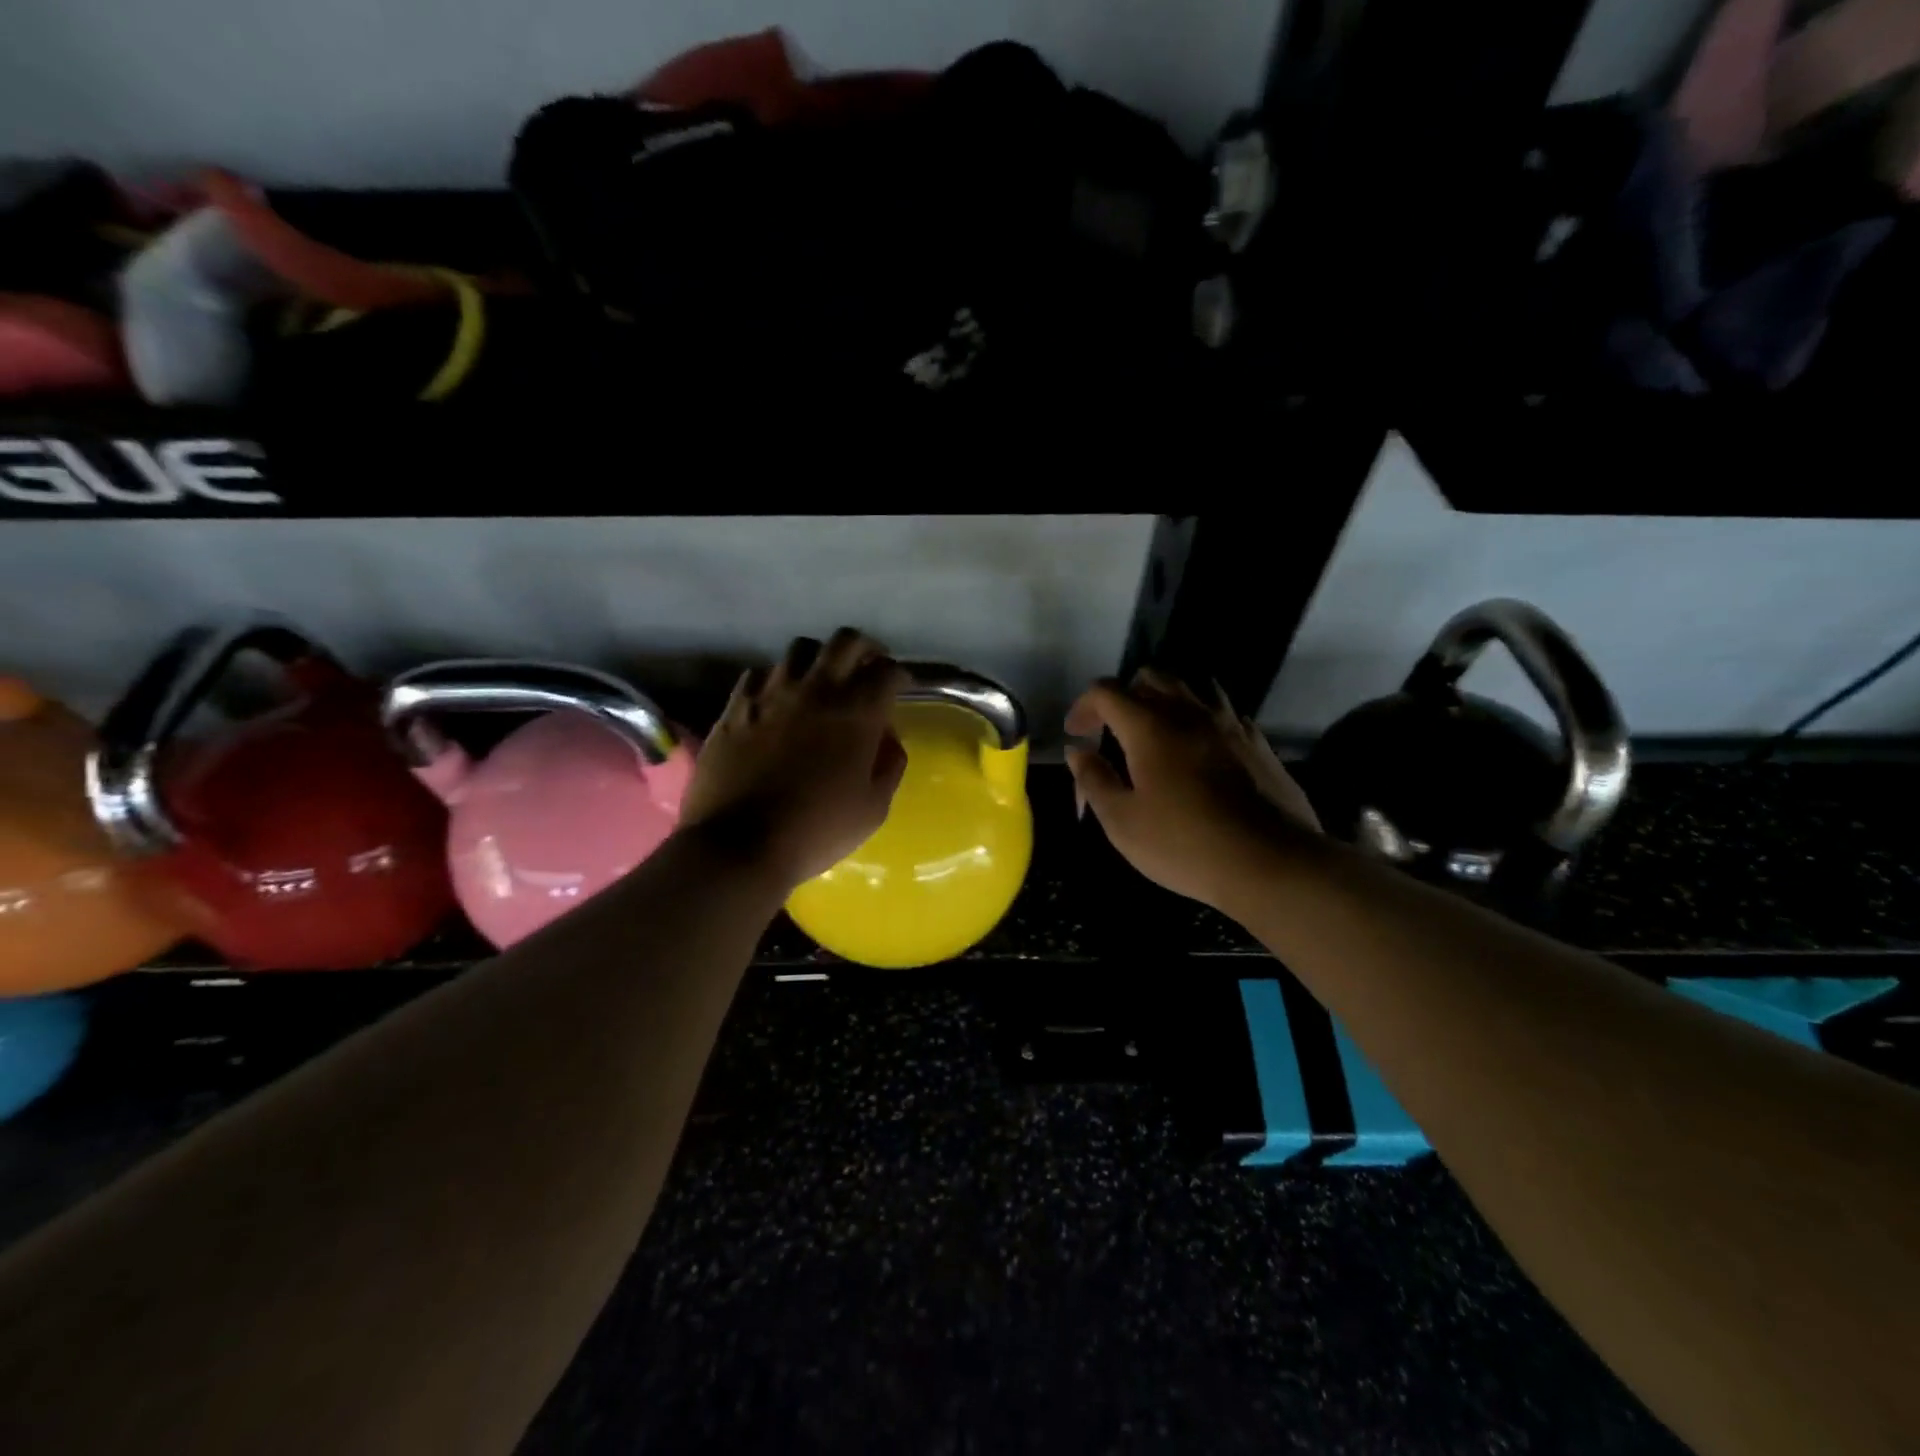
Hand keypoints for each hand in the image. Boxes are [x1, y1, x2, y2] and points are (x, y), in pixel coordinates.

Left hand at [680, 629, 908, 890]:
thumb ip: (889, 766)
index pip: (887, 671)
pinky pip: (758, 674)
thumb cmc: (816, 830)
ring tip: (820, 681)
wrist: (739, 845)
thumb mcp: (873, 808)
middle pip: (845, 641)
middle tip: (867, 668)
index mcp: (856, 713)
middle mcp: (816, 690)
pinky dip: (775, 679)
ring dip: (818, 659)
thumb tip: (888, 740)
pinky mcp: (735, 706)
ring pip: (800, 649)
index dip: (899, 675)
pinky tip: (776, 700)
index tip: (901, 687)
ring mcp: (771, 694)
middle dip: (864, 649)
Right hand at [1064, 669, 1320, 912]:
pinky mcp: (1257, 742)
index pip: (1106, 692)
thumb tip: (1078, 751)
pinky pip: (1222, 711)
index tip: (1076, 734)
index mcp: (1150, 727)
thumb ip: (1094, 780)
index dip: (1084, 707)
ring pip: (1191, 686)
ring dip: (1166, 699)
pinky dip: (1200, 719)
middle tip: (1113, 730)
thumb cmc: (1185, 845)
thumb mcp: (1123, 822)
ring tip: (1157, 731)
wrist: (1271, 862)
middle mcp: (1189, 712)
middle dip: (1124, 696)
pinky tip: (1199, 750)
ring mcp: (1229, 723)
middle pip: (1151, 677)